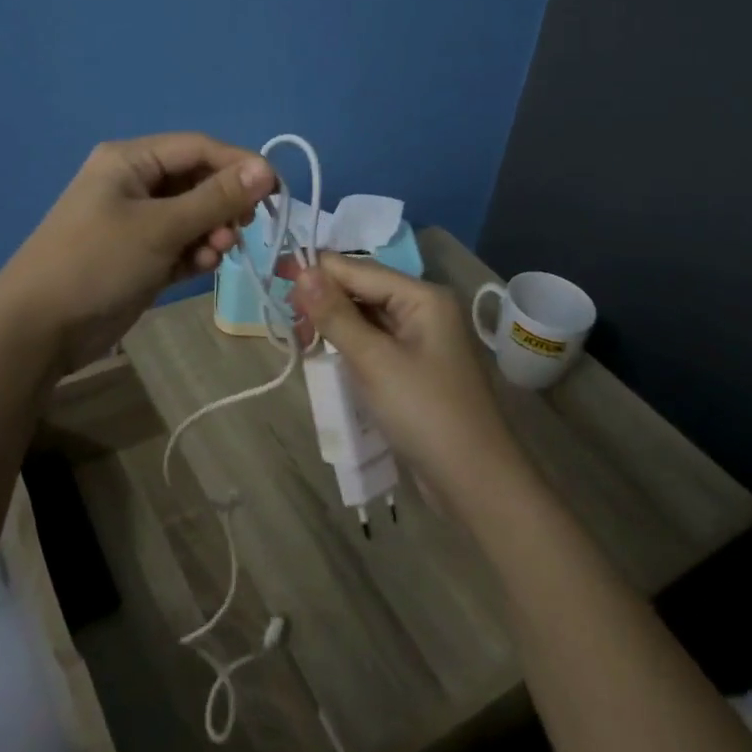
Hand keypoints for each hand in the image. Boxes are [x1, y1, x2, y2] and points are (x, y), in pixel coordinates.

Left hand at [0, 133, 276, 377]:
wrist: (38, 330)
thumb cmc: (97, 263)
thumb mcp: (160, 227)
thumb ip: (215, 198)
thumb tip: (266, 170)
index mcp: (130, 160)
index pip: (198, 147)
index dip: (239, 164)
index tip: (274, 190)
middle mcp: (134, 183)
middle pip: (196, 180)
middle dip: (223, 204)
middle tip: (244, 228)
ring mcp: (135, 221)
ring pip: (192, 215)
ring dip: (212, 231)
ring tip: (218, 253)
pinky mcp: (139, 256)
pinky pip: (180, 243)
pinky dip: (196, 251)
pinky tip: (203, 267)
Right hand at [290, 254, 524, 499]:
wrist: (475, 482)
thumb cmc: (424, 412)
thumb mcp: (373, 361)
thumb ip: (335, 314)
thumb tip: (302, 270)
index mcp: (422, 296)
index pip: (359, 269)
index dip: (317, 271)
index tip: (276, 277)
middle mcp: (424, 308)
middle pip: (363, 289)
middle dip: (324, 298)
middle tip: (286, 317)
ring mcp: (421, 339)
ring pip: (366, 316)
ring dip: (334, 322)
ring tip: (300, 337)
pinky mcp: (415, 366)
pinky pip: (374, 341)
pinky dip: (349, 344)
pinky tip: (325, 353)